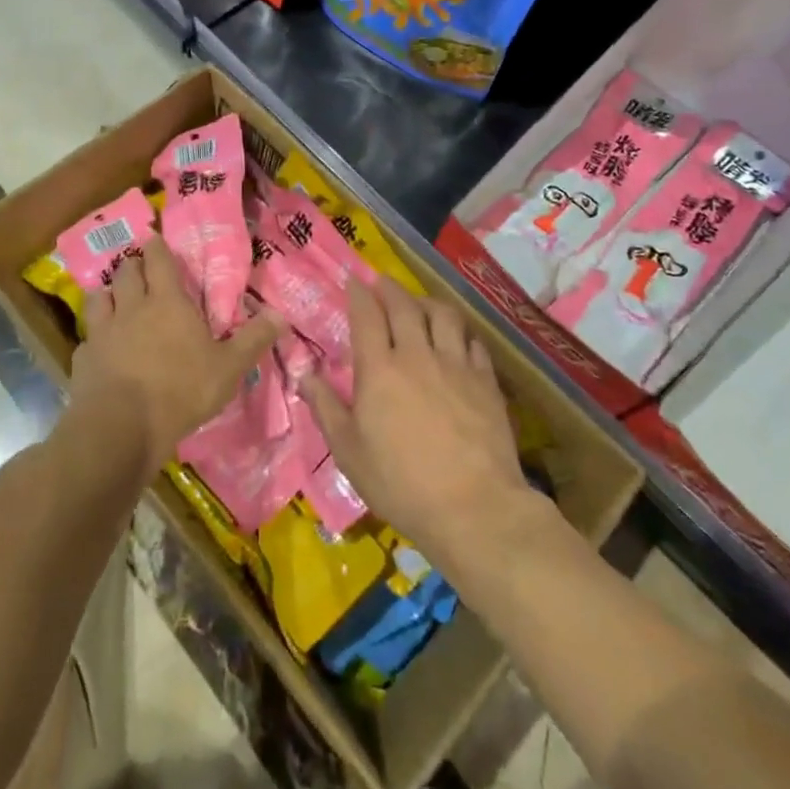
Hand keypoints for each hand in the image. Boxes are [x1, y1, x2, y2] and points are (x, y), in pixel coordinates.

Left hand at [73, 237, 278, 477]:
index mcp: (167, 302)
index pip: (158, 260)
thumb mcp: (228, 368)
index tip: (154, 238)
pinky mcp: (83, 358)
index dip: (156, 247)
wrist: (121, 427)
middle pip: (126, 272)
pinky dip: (94, 336)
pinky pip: (88, 337)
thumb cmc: (181, 390)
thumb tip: (282, 315)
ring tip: (114, 297)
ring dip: (107, 292)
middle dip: (132, 265)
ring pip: (99, 296)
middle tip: (139, 268)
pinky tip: (100, 348)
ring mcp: (103, 331)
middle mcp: (132, 307)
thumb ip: (253, 340)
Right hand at [300, 279, 529, 570]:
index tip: (354, 281)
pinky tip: (457, 339)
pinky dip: (460, 332)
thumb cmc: (401, 483)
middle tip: (382, 283)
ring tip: (420, 304)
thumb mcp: (349, 452)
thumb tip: (304, 373)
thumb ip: (325, 407)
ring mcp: (456, 364)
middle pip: (404, 306)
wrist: (473, 507)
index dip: (359, 293)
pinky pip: (472, 341)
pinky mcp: (486, 380)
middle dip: (390, 288)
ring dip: (427, 302)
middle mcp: (417, 354)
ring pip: (444, 314)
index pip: (367, 315)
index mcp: (379, 369)